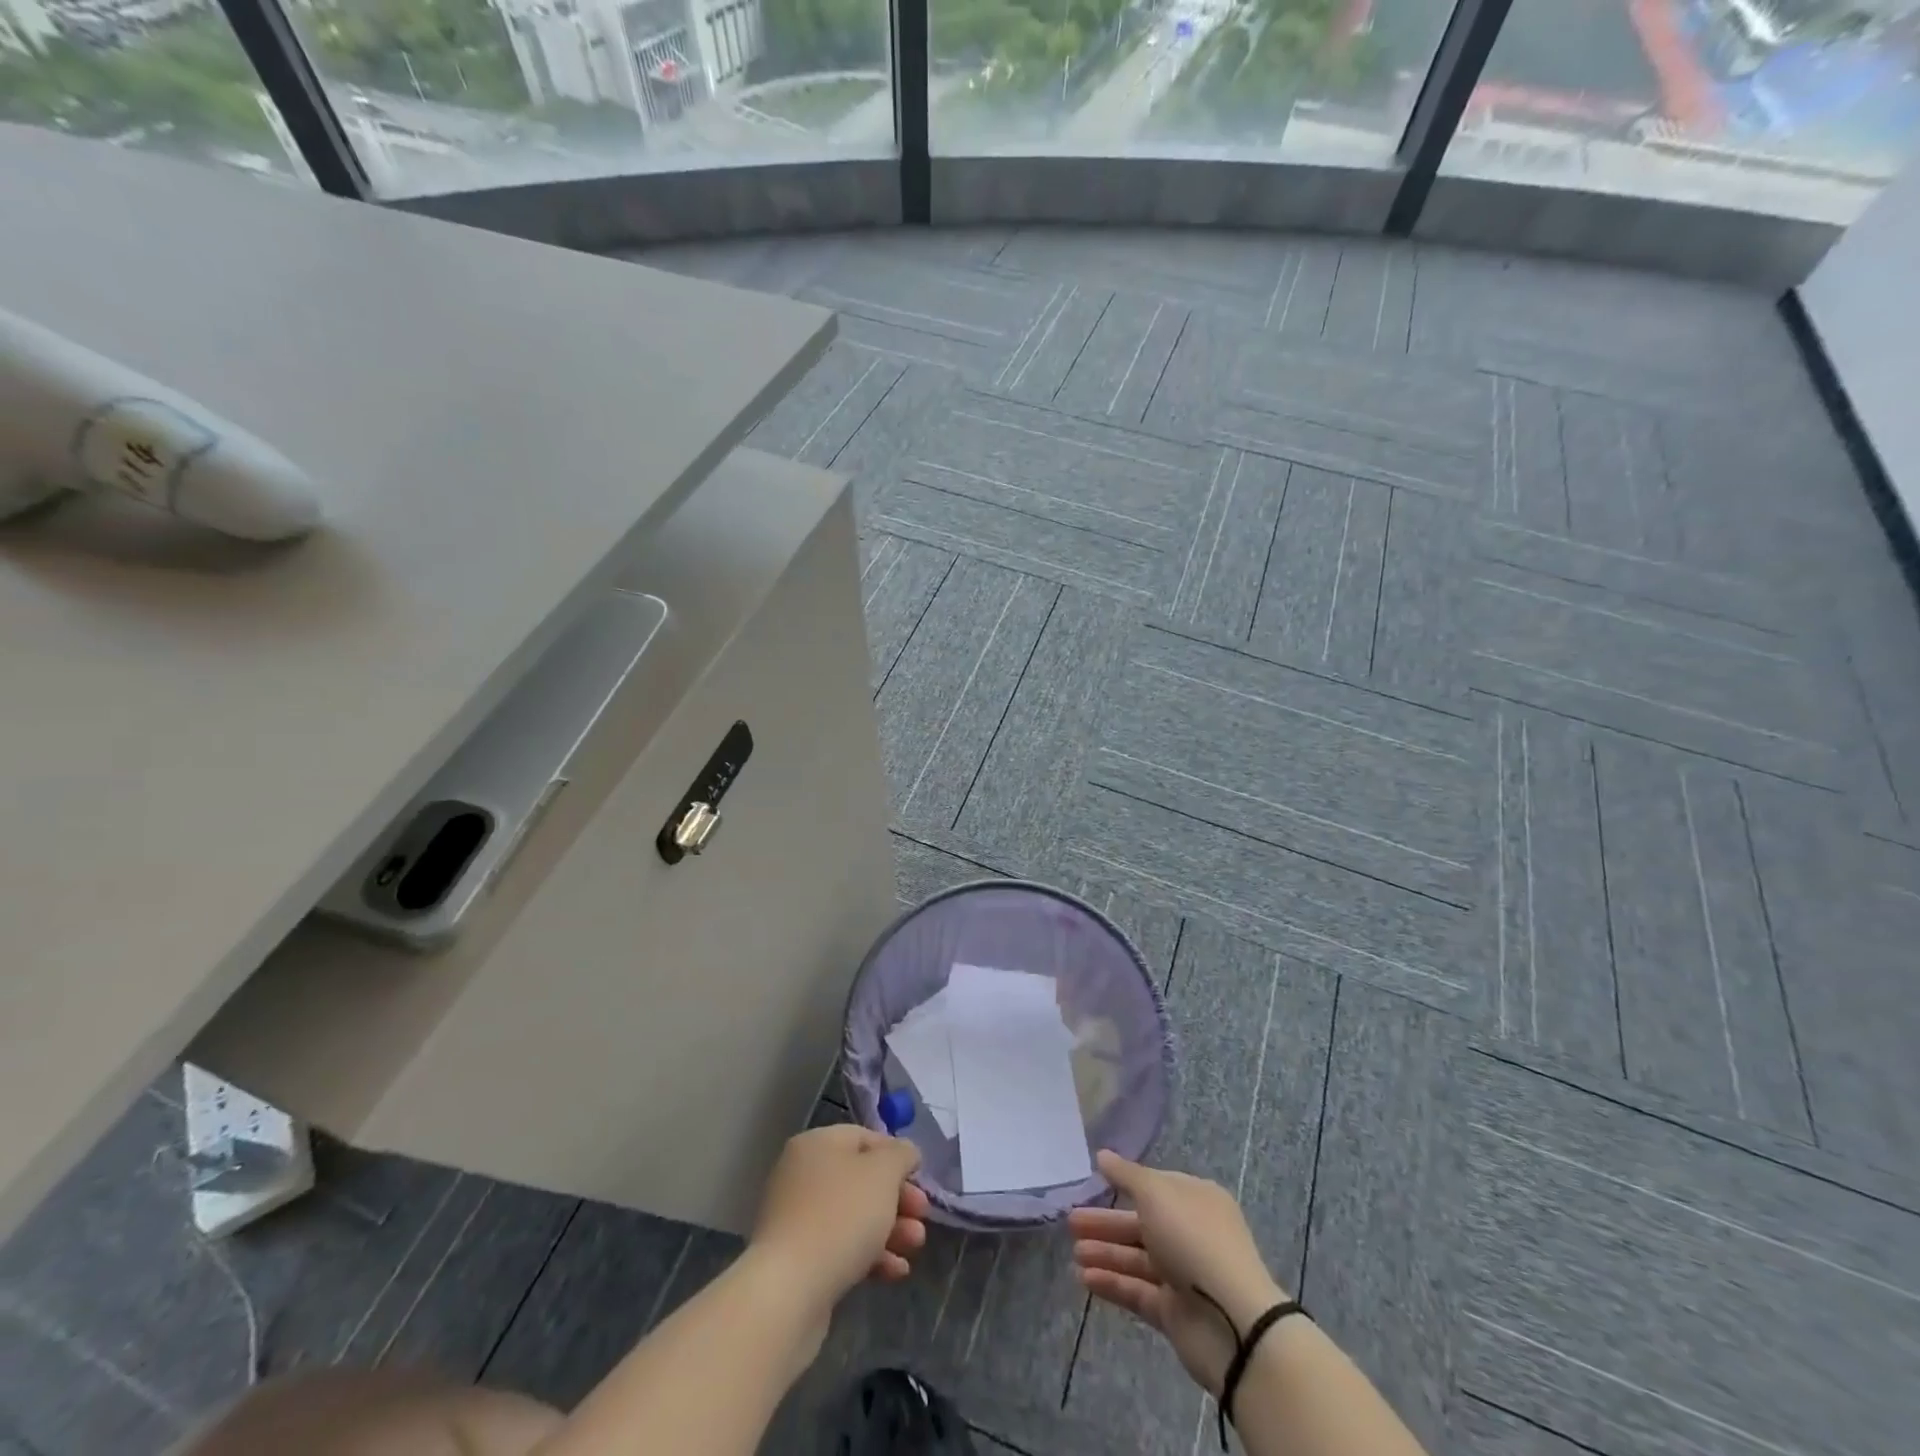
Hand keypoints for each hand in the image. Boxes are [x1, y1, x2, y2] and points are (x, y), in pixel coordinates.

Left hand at [749, 1124, 929, 1313]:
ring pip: (854, 1216)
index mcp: (817, 1144)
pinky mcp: (799, 1260)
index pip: (864, 1138)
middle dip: (898, 1198)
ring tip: (915, 1246)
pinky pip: (841, 1247)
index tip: (919, 1178)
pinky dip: (870, 1256)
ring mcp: (798, 1219)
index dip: (896, 1155)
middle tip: (923, 1215)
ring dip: (890, 1229)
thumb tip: (905, 1152)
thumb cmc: (841, 1216)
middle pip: (861, 1179)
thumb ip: (901, 1155)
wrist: (789, 1291)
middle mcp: (803, 1175)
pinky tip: (895, 1272)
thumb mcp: (883, 1173)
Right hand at [1069, 1150, 1286, 1395]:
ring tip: (1073, 1251)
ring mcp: (1184, 1275)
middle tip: (1071, 1221)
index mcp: (1196, 1200)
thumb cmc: (1193, 1239)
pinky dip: (1112, 1283)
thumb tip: (1102, 1155)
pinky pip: (1137, 1291)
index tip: (1095, 1181)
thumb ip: (1126, 1175)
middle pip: (1141, 1224)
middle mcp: (1191, 1234)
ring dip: (1105, 1253)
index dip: (1126, 1183)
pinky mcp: (1174, 1312)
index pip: (1156, 1186)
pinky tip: (1083, 1278)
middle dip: (1106, 1222)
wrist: (1232, 1321)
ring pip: (1137, 1258)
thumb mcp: (1156, 1193)